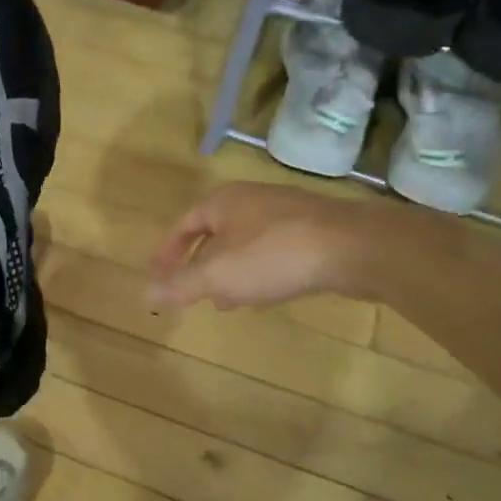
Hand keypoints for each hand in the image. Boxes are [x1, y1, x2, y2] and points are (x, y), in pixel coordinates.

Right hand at [147, 183, 373, 310]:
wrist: (355, 247)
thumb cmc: (274, 254)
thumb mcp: (218, 275)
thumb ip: (180, 285)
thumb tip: (145, 294)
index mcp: (222, 202)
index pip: (183, 225)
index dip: (167, 251)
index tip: (157, 274)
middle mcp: (251, 200)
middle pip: (213, 233)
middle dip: (199, 264)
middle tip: (189, 290)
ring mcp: (285, 213)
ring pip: (244, 244)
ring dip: (229, 271)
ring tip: (224, 300)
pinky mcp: (313, 231)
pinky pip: (271, 251)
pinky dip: (257, 271)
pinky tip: (264, 293)